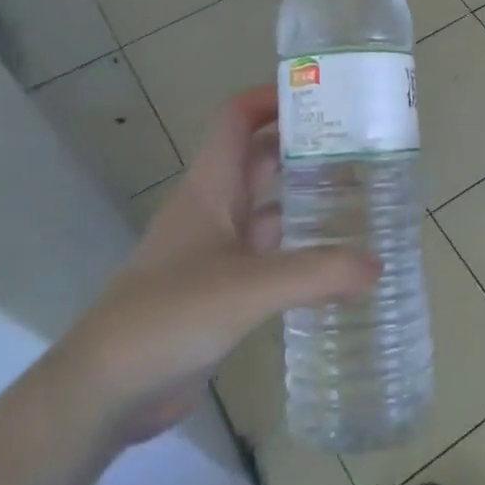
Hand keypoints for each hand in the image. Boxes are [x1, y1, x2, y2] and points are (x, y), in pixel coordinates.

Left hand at [49, 86, 378, 444]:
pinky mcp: (222, 288)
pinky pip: (270, 254)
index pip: (237, 118)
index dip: (273, 98)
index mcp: (210, 187)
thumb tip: (378, 264)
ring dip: (307, 198)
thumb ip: (316, 273)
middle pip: (260, 159)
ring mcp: (216, 250)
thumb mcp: (247, 288)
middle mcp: (214, 209)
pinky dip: (301, 249)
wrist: (106, 388)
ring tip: (363, 199)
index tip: (325, 95)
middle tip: (362, 148)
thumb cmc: (169, 315)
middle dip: (305, 147)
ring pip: (268, 208)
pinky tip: (337, 262)